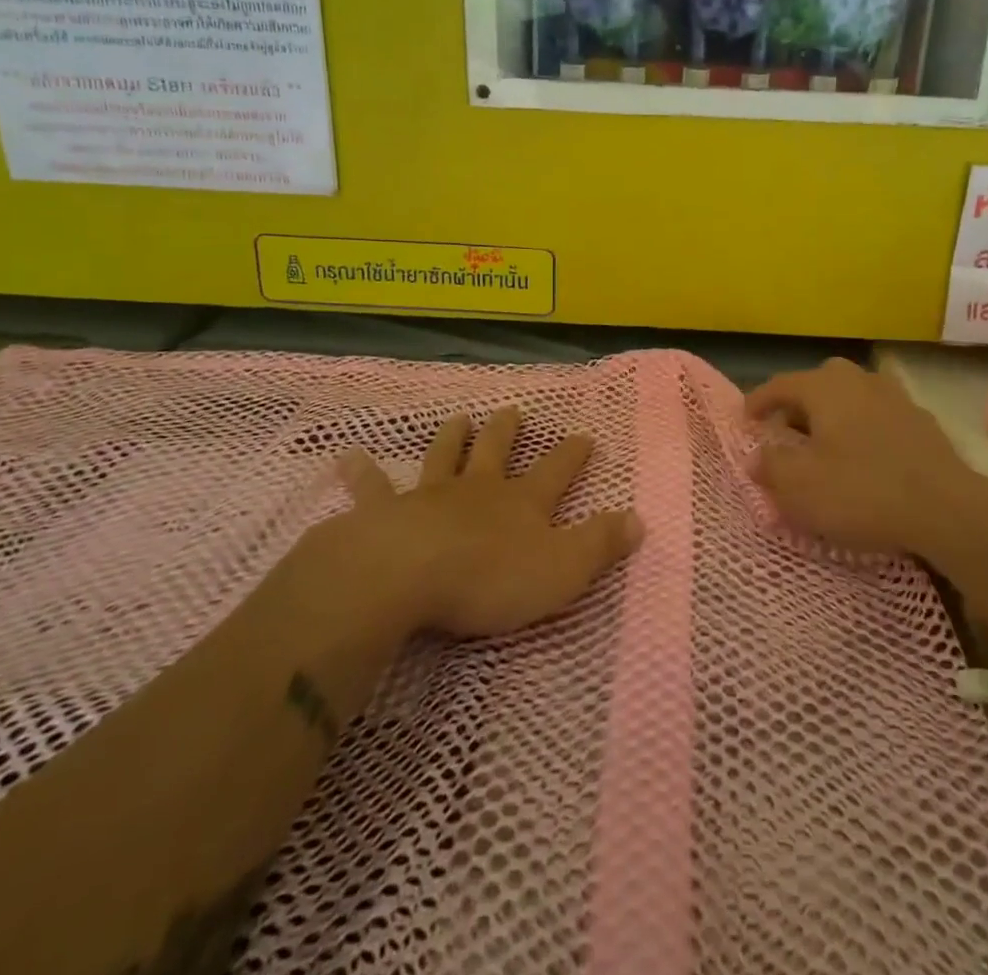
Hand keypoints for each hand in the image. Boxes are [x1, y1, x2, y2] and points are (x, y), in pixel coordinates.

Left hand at [335, 408, 641, 637]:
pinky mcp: (386, 514)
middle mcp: (478, 490)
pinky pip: (373, 489)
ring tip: (457, 418)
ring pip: (444, 458)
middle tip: (513, 411)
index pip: (556, 471)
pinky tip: (348, 457)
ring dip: (452, 438)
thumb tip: (639, 519)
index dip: (571, 454)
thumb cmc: (491, 578)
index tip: (584, 434)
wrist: (409, 575)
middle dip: (508, 432)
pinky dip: (363, 473)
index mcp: (521, 503)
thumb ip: (600, 545)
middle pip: (496, 452)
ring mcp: (430, 497)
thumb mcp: (562, 569)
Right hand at [746, 358, 975, 558]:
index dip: (758, 401)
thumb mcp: (800, 487)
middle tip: (784, 434)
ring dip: (831, 417)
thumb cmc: (861, 491)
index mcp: (824, 387)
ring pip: (850, 399)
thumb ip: (771, 466)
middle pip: (817, 385)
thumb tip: (757, 456)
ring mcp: (894, 397)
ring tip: (823, 446)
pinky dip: (860, 430)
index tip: (745, 419)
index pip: (780, 384)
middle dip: (797, 407)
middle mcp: (858, 380)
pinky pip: (876, 417)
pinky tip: (863, 458)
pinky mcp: (921, 421)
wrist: (947, 509)